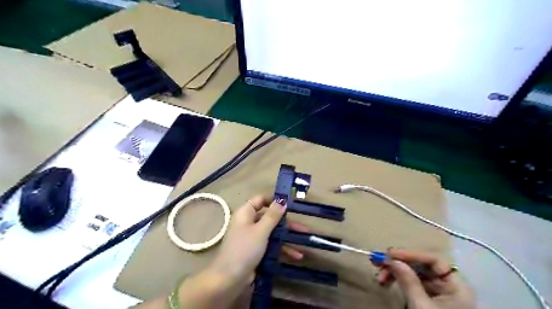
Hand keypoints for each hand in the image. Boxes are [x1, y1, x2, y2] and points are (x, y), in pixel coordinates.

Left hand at [208, 197, 305, 285]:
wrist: (229, 279)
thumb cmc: (244, 249)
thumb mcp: (261, 230)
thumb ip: (272, 215)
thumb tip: (282, 200)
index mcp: (246, 213)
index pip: (261, 200)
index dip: (274, 200)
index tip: (290, 204)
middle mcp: (249, 223)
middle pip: (269, 217)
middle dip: (286, 223)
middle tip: (303, 228)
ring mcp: (252, 238)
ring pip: (272, 232)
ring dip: (287, 237)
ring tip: (304, 241)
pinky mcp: (256, 251)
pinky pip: (271, 245)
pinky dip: (282, 249)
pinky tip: (296, 255)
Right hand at [377, 249, 476, 308]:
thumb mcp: (421, 307)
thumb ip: (409, 282)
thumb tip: (393, 260)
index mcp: (457, 286)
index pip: (434, 260)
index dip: (412, 254)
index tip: (389, 254)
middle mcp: (448, 285)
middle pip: (421, 265)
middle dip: (398, 263)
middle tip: (377, 262)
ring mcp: (437, 291)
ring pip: (413, 272)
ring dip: (394, 272)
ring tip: (379, 277)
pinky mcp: (426, 297)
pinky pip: (410, 281)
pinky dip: (396, 279)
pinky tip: (385, 281)